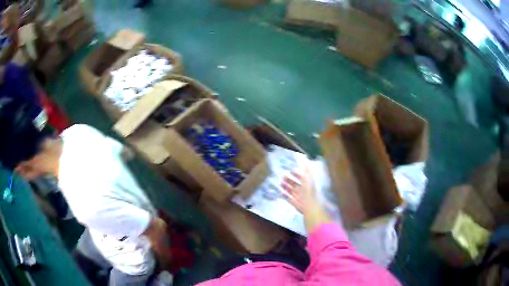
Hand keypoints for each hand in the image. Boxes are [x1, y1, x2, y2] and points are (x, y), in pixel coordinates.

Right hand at [281, 165, 317, 213]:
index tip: (290, 170)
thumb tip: (305, 160)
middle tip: (282, 176)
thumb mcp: (308, 177)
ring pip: (291, 190)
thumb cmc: (309, 190)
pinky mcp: (294, 203)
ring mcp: (298, 197)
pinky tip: (280, 191)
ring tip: (280, 182)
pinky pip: (288, 198)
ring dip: (286, 186)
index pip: (301, 178)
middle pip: (295, 184)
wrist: (309, 204)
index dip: (296, 174)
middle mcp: (303, 190)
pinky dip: (284, 194)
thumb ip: (306, 169)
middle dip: (289, 180)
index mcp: (307, 184)